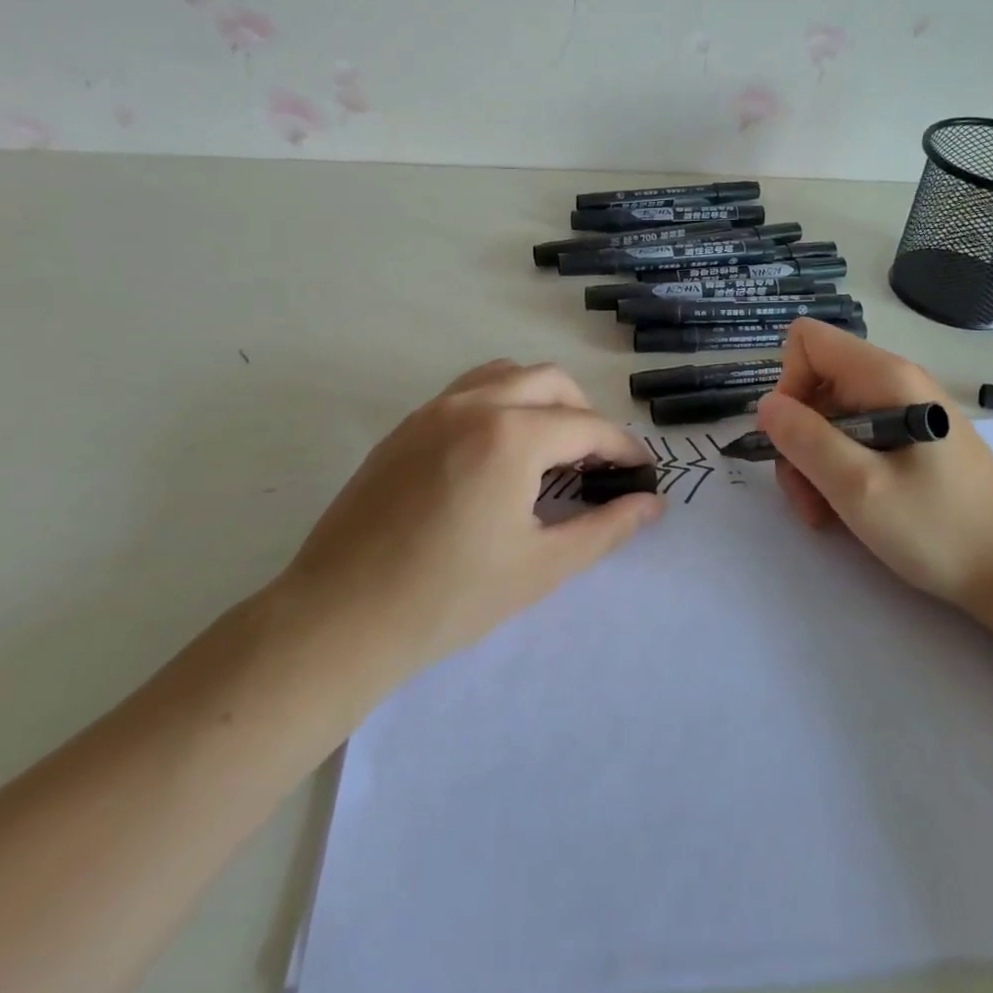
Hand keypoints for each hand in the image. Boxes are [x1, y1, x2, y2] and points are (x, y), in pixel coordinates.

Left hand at [276, 360, 662, 683]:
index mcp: (512, 435)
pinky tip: (498, 455)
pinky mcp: (405, 426)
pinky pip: (467, 391)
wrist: (340, 618)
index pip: (587, 426)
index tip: (642, 474)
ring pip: (506, 375)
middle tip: (596, 464)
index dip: (623, 449)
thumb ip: (606, 527)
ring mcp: (433, 410)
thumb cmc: (450, 598)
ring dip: (541, 400)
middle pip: (551, 382)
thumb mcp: (542, 566)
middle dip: (585, 415)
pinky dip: (500, 403)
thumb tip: (652, 503)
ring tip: (549, 450)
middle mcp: (474, 404)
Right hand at [755, 320, 992, 607]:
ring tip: (826, 513)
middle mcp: (894, 383)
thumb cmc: (940, 529)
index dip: (788, 384)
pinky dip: (838, 472)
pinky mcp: (912, 442)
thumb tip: (766, 405)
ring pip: (830, 418)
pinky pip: (856, 440)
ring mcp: (904, 412)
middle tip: (806, 495)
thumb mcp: (859, 487)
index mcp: (885, 377)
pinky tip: (847, 512)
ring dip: (813, 463)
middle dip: (798, 438)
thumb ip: (805, 439)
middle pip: (815, 384)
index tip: (793, 438)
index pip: (808, 341)